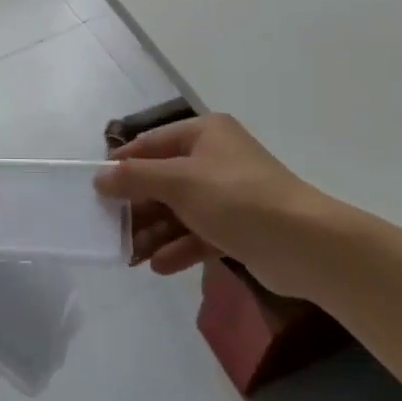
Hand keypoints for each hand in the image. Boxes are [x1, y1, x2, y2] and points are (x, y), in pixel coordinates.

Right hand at [94, 113, 340, 296]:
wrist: (304, 244)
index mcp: (204, 133)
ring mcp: (229, 194)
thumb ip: (135, 178)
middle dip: (138, 207)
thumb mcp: (178, 182)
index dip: (124, 165)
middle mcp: (216, 158)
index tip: (97, 189)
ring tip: (130, 257)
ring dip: (155, 232)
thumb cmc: (235, 198)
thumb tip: (100, 177)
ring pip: (180, 210)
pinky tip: (159, 267)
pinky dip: (179, 247)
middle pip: (164, 180)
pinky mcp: (239, 227)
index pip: (152, 143)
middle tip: (111, 230)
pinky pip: (200, 233)